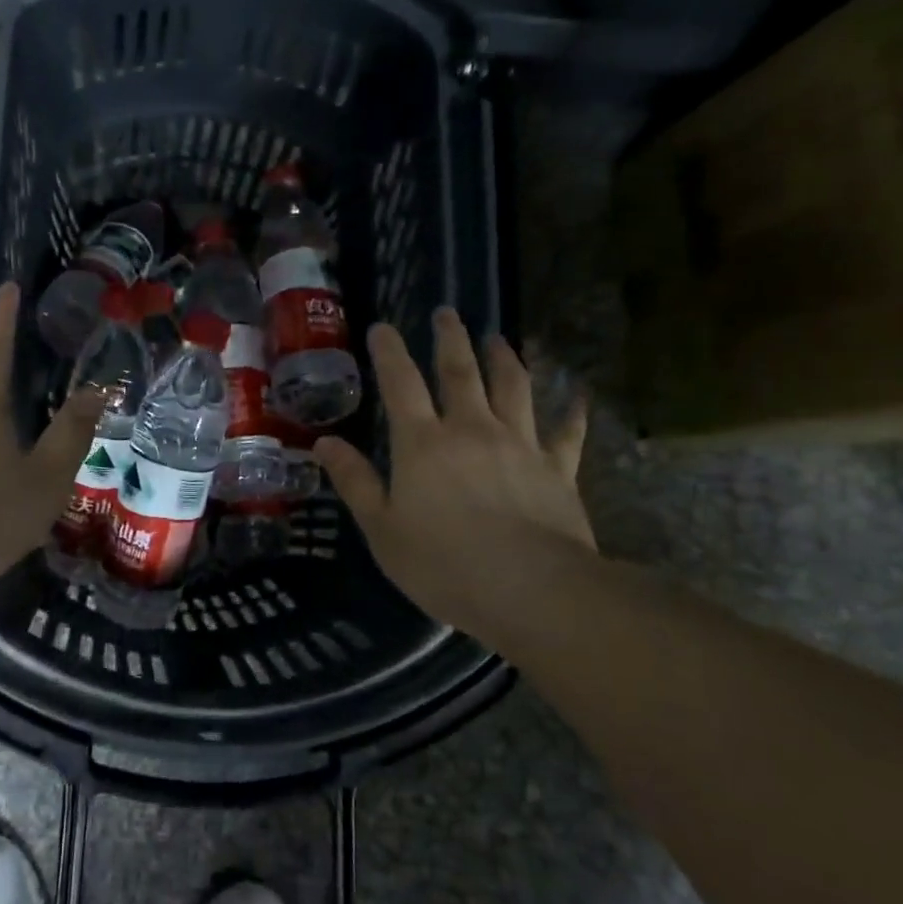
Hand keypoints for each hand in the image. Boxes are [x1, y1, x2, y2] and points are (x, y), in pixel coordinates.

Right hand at [315, 310, 592, 634]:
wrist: (532, 590)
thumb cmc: (444, 563)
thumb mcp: (381, 528)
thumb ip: (355, 481)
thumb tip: (324, 443)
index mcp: (423, 443)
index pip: (401, 384)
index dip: (390, 352)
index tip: (384, 327)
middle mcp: (472, 430)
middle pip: (461, 372)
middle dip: (451, 339)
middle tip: (447, 312)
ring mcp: (520, 445)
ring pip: (513, 388)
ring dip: (505, 359)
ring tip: (500, 337)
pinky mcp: (558, 469)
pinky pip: (567, 433)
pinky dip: (572, 412)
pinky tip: (578, 396)